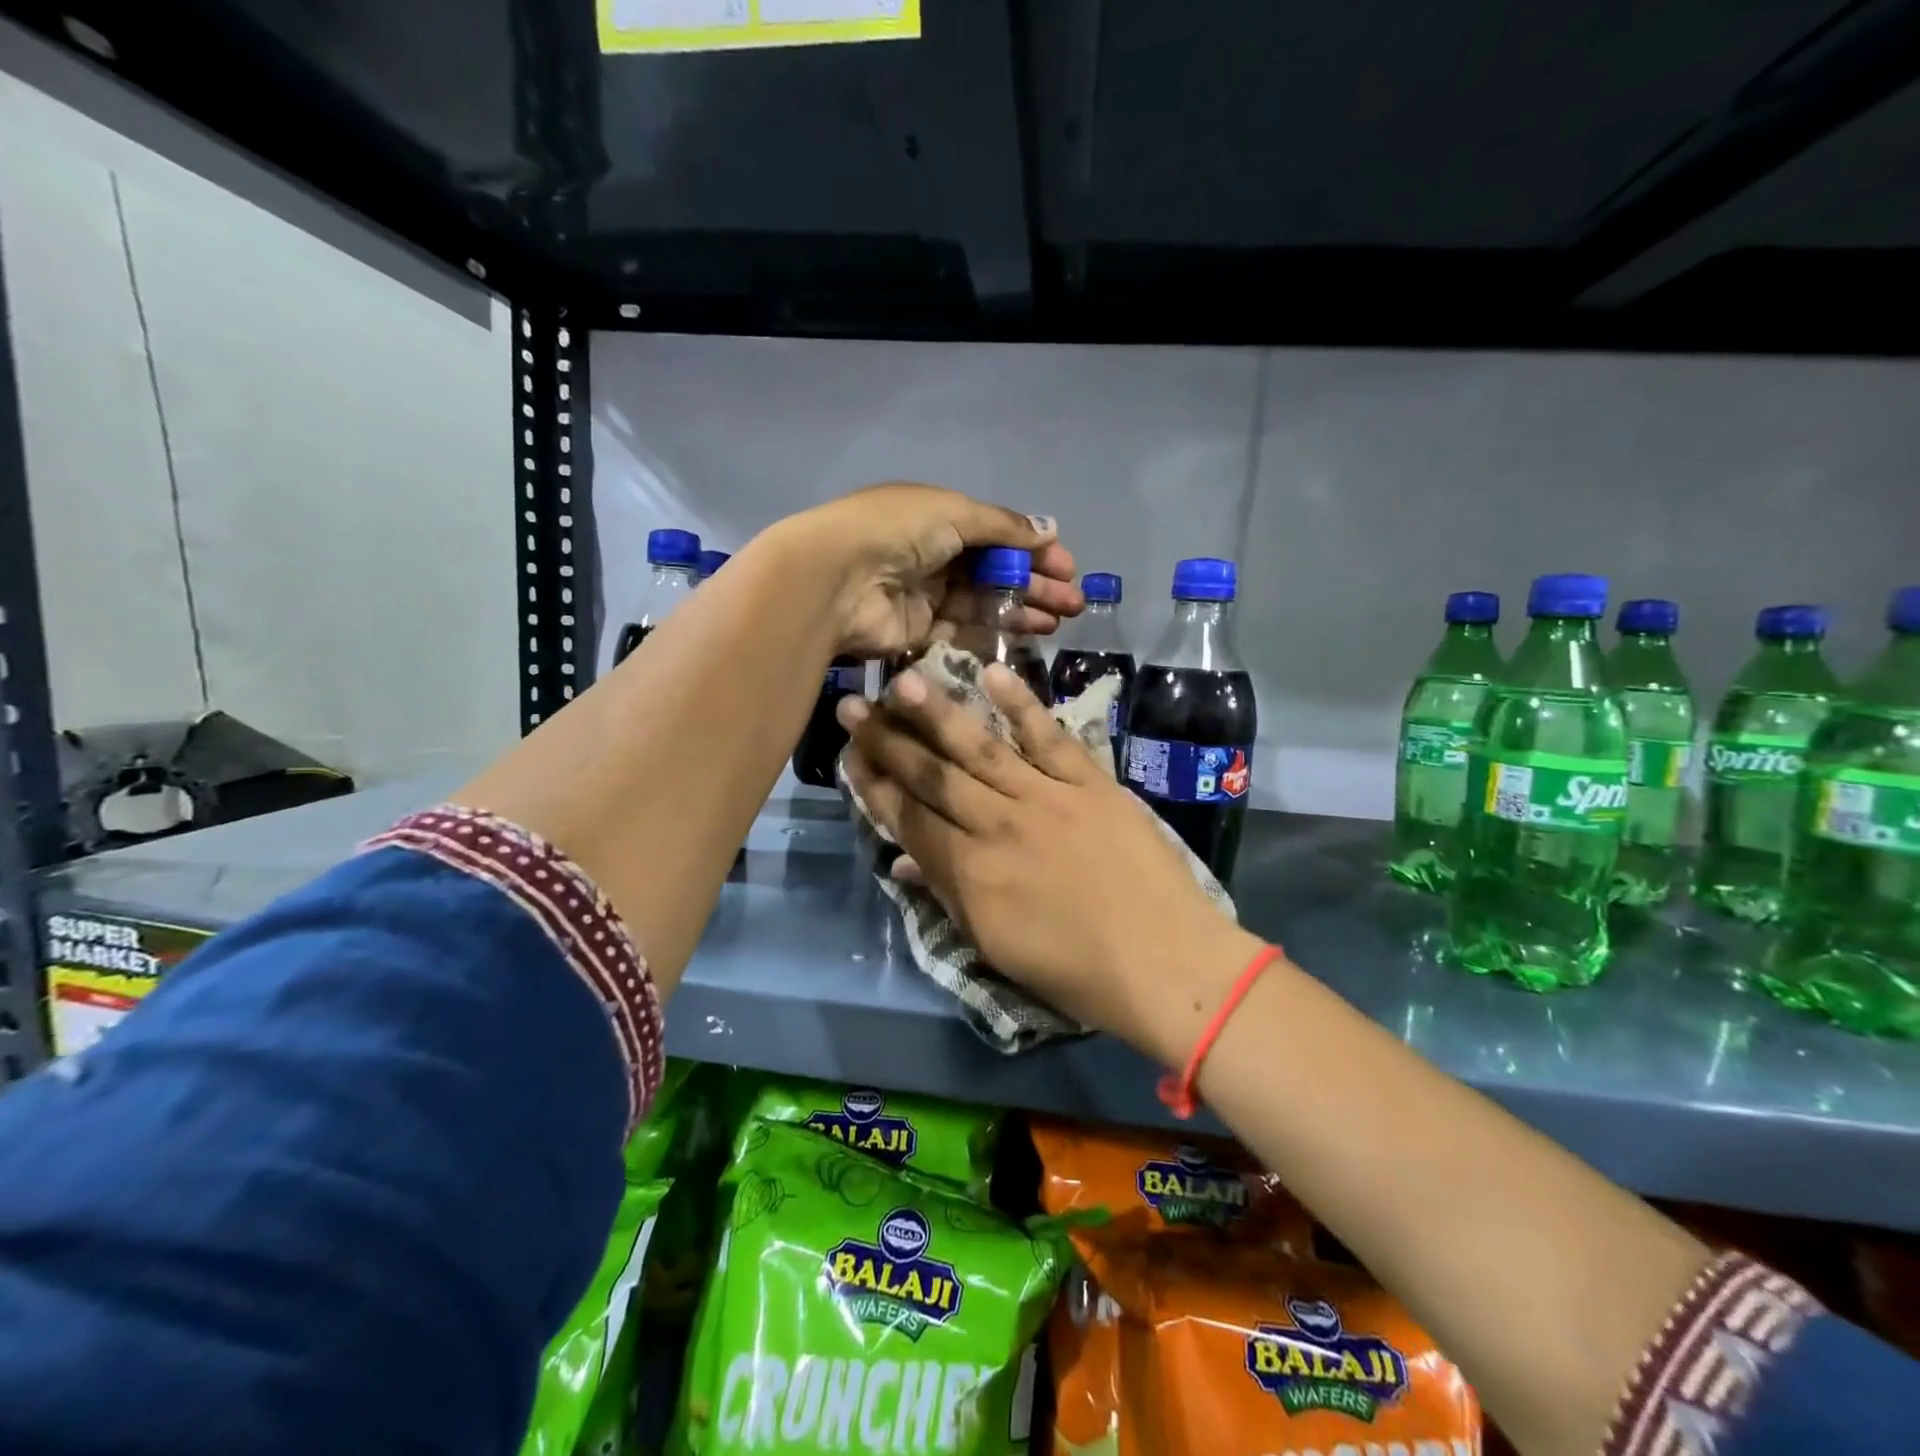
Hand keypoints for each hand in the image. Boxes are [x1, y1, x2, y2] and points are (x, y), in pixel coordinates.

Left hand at [787, 483, 1081, 656]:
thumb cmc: (897, 532)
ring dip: (1021, 610)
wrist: (838, 579)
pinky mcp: (918, 632)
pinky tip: (1025, 638)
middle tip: (1073, 604)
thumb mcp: (955, 513)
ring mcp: (926, 596)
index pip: (997, 535)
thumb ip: (1003, 526)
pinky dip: (993, 634)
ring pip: (984, 604)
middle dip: (1035, 585)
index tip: (1067, 568)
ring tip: (1058, 622)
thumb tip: (1049, 528)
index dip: (1033, 550)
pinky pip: (962, 632)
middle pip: (994, 572)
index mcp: (940, 518)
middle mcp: (934, 555)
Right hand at [838, 663, 1259, 1064]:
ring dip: (937, 712)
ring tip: (901, 680)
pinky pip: (1050, 737)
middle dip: (888, 742)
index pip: (908, 818)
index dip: (874, 785)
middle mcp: (998, 825)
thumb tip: (901, 859)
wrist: (1164, 962)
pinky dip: (1023, 705)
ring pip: (980, 748)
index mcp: (970, 874)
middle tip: (854, 706)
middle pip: (932, 776)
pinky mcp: (1090, 783)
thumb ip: (946, 895)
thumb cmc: (1075, 970)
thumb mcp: (995, 946)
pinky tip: (993, 675)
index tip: (849, 755)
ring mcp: (1046, 798)